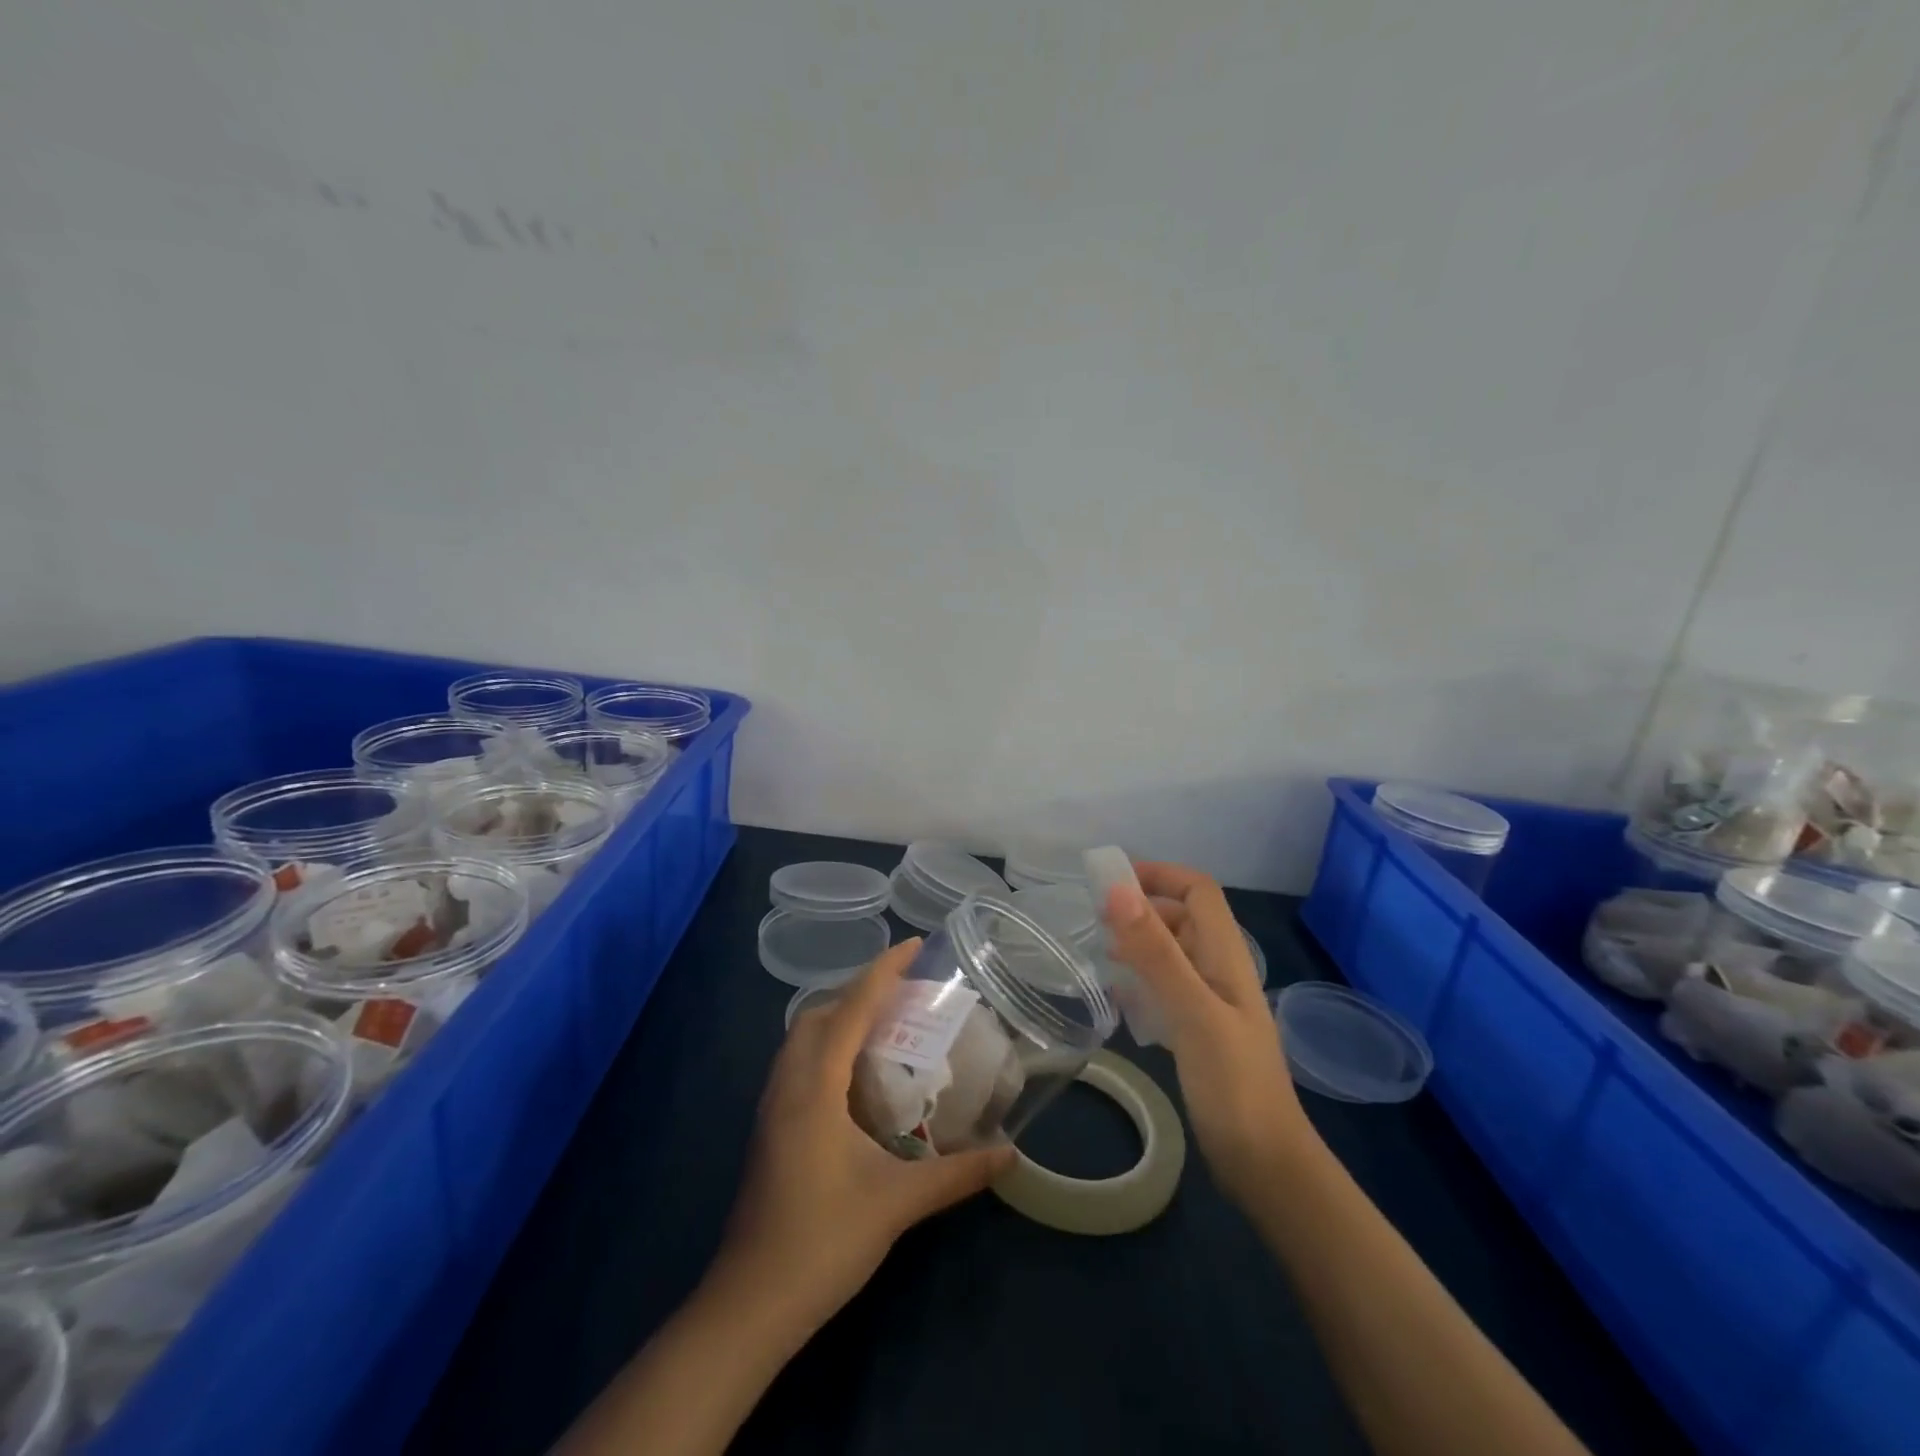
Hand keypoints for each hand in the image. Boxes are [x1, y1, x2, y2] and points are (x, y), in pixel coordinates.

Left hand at [717, 940, 1014, 1327]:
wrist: (750, 1305)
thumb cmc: (823, 1240)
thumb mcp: (898, 1204)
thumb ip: (957, 1174)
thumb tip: (1010, 1154)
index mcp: (815, 1085)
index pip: (852, 1007)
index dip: (884, 970)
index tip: (914, 945)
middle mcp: (788, 1083)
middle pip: (819, 1012)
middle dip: (859, 990)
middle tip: (904, 994)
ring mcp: (772, 1107)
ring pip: (802, 1037)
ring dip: (840, 1017)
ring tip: (885, 1027)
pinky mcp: (769, 1129)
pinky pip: (798, 1062)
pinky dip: (827, 1047)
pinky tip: (856, 1078)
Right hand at [1101, 863, 1317, 1205]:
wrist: (1265, 1165)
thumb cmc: (1232, 1083)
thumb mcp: (1192, 1011)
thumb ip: (1156, 951)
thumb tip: (1118, 889)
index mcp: (1226, 956)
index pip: (1198, 891)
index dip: (1159, 875)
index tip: (1111, 882)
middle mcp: (1220, 971)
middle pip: (1182, 918)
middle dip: (1141, 910)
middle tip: (1095, 923)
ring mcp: (1211, 1003)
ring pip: (1172, 954)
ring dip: (1138, 944)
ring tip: (1100, 956)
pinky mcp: (1200, 1033)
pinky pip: (1166, 989)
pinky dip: (1141, 981)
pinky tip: (1118, 998)